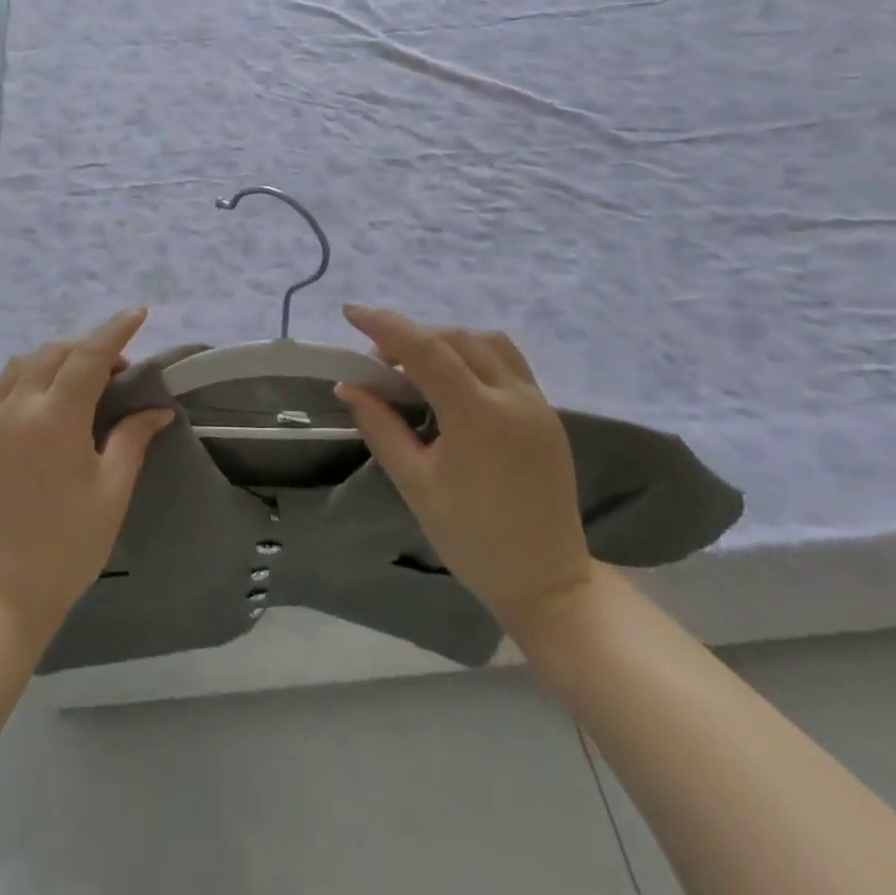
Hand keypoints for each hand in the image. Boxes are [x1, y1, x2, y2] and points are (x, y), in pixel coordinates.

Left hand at [0, 310, 175, 645]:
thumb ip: (132, 439)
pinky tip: (42, 393)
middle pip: (55, 352)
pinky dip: (25, 374)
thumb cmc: (68, 544)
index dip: (116, 331)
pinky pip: (0, 384)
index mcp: (55, 419)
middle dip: (89, 347)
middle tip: (120, 370)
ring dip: (56, 357)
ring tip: (83, 377)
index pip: (89, 356)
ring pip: (24, 362)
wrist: (4, 591)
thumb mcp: (111, 490)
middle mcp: (18, 407)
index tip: (139, 314)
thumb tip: (158, 409)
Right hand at [335, 305, 592, 633]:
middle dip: (410, 337)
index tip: (350, 312)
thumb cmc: (472, 538)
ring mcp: (537, 403)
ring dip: (444, 342)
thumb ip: (380, 427)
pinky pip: (506, 362)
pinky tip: (450, 382)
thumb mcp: (415, 483)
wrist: (547, 582)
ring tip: (414, 369)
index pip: (426, 350)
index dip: (385, 326)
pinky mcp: (547, 414)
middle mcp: (513, 397)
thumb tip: (348, 386)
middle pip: (455, 339)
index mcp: (479, 416)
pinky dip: (471, 355)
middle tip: (376, 363)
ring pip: (486, 343)